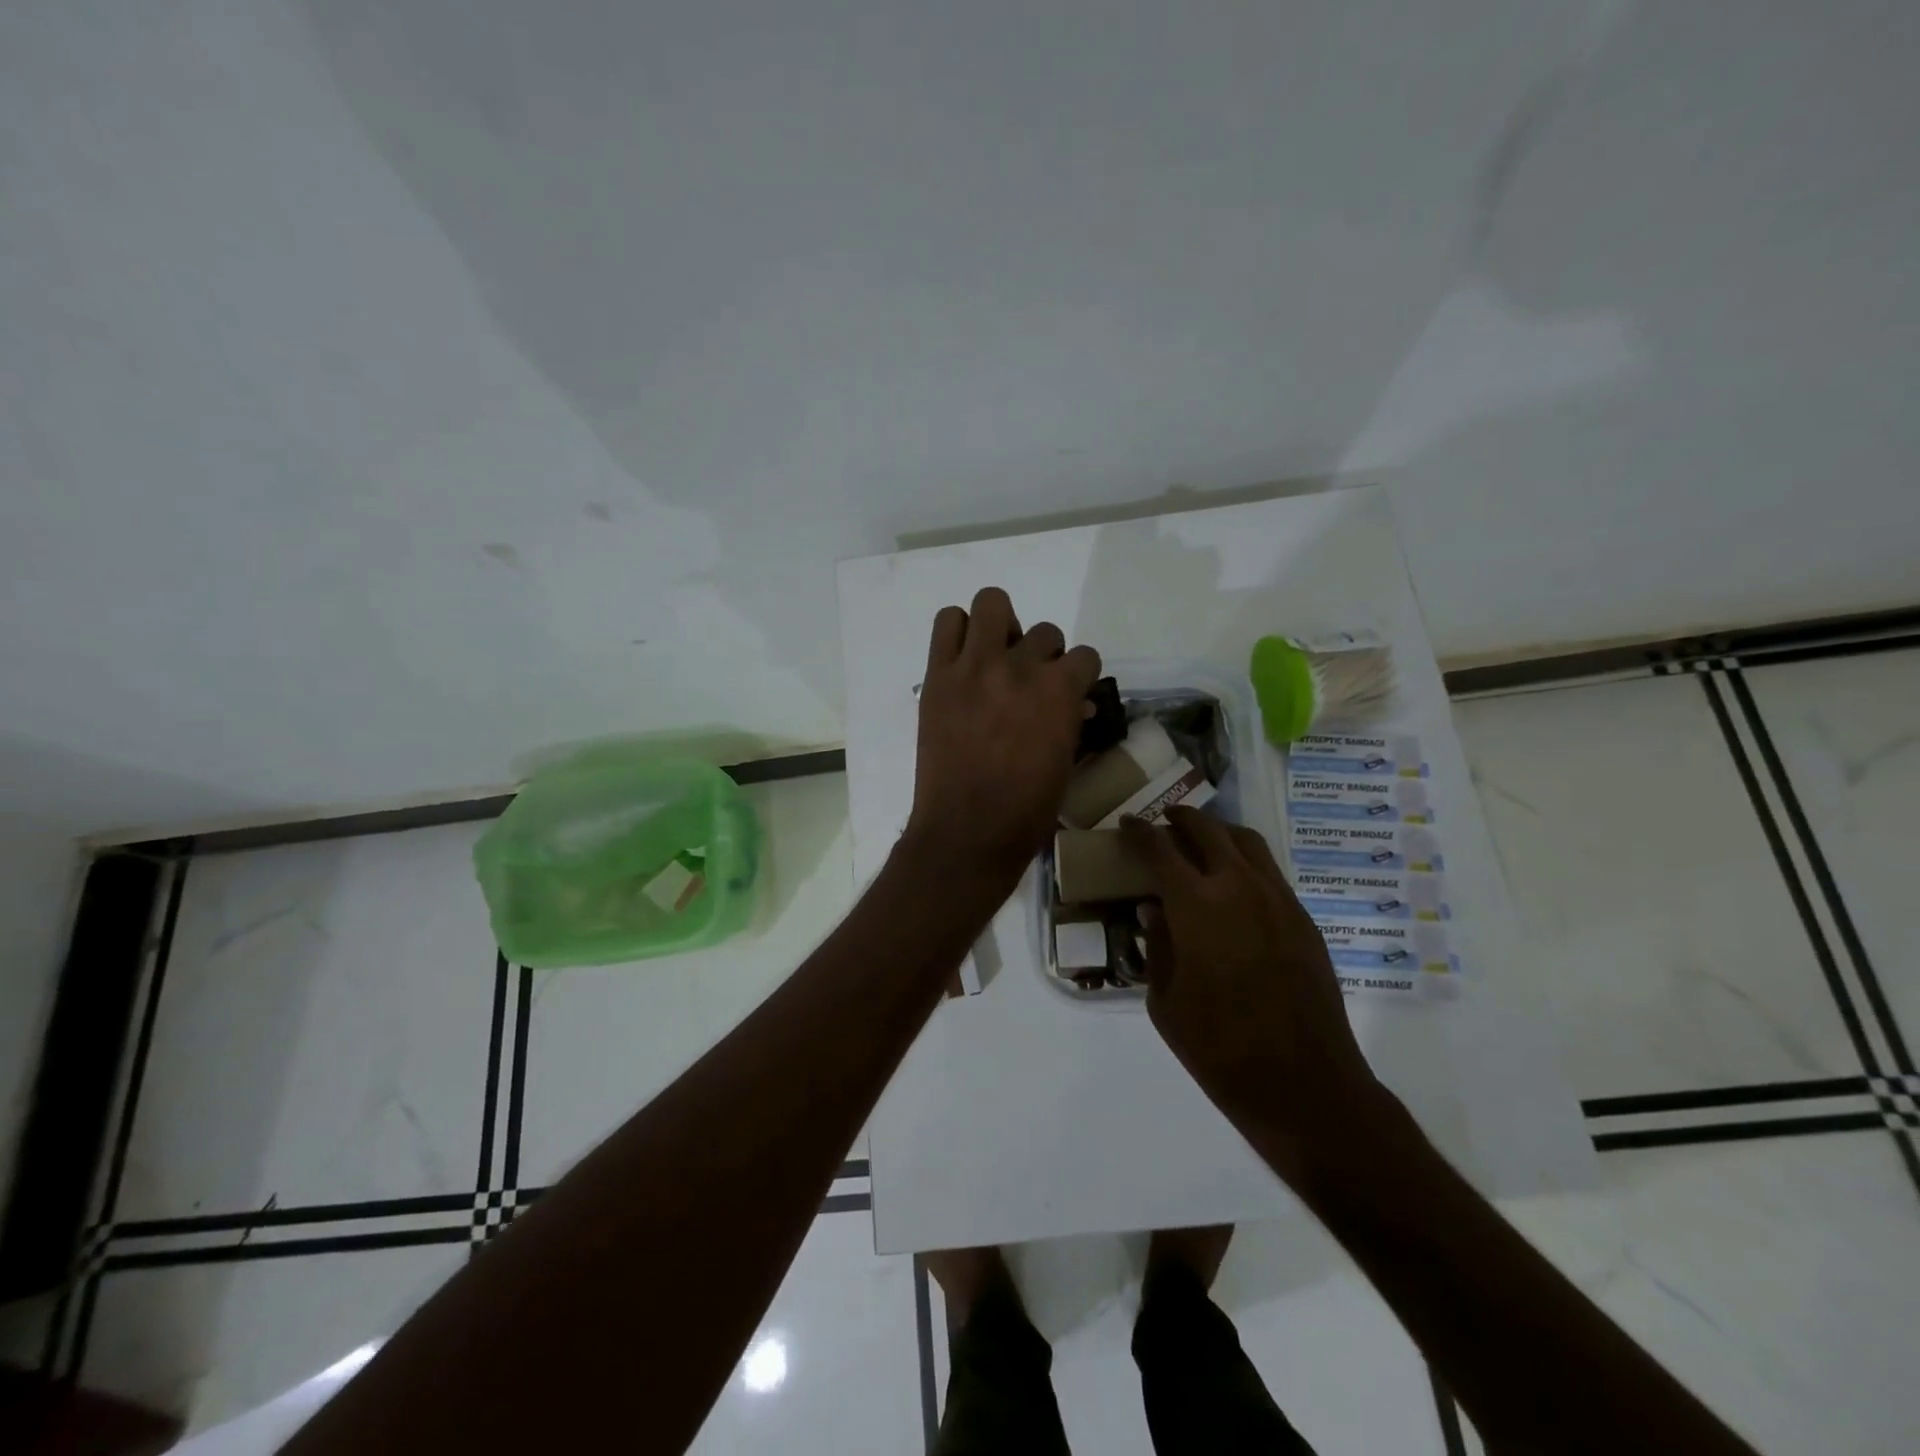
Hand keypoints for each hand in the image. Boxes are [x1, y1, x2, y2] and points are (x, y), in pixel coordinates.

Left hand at [902, 588, 1100, 892]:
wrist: (967, 831)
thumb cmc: (1027, 811)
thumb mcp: (1065, 764)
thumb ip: (1071, 722)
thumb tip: (1076, 704)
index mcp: (1060, 692)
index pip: (1084, 655)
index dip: (1079, 675)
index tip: (1069, 692)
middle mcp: (1021, 667)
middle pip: (1045, 632)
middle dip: (1043, 656)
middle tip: (1028, 684)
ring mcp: (975, 666)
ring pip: (993, 603)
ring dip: (1000, 626)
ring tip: (994, 657)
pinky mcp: (939, 675)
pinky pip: (947, 622)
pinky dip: (958, 631)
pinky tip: (963, 660)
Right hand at [1123, 807, 1383, 1175]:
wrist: (1304, 1083)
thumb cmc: (1219, 1048)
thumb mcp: (1165, 1001)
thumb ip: (1158, 946)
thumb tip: (1153, 909)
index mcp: (1197, 906)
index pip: (1160, 850)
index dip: (1139, 832)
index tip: (1127, 823)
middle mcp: (1239, 888)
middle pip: (1207, 831)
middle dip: (1181, 819)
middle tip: (1163, 822)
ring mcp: (1278, 899)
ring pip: (1246, 842)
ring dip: (1218, 832)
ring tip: (1200, 841)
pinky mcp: (1303, 918)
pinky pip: (1270, 870)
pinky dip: (1245, 860)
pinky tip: (1233, 883)